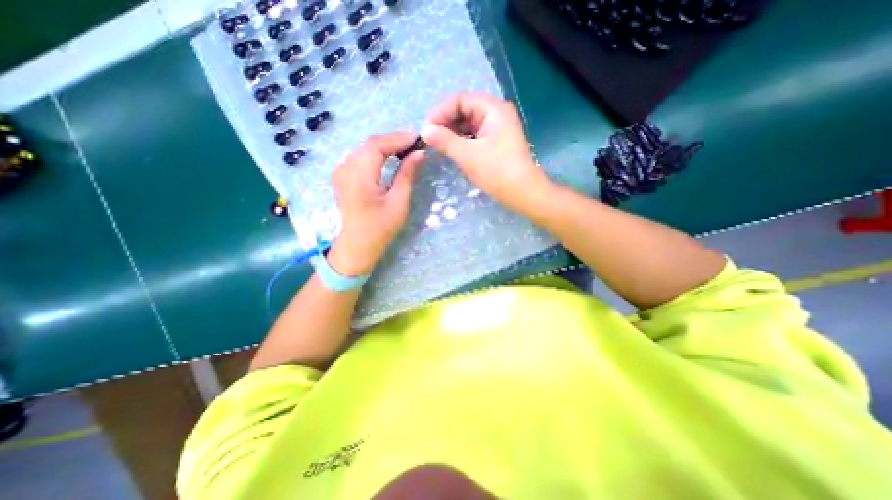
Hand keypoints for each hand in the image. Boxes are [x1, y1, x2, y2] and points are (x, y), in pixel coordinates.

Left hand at [327, 131, 424, 276]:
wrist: (358, 245)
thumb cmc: (381, 228)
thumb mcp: (398, 202)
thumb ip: (406, 175)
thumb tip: (419, 154)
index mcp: (358, 176)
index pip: (376, 145)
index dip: (397, 138)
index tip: (417, 138)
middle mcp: (345, 169)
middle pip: (370, 144)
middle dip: (393, 140)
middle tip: (415, 143)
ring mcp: (341, 172)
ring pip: (365, 149)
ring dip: (386, 146)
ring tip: (406, 149)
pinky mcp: (342, 176)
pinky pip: (360, 158)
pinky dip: (377, 154)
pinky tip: (390, 157)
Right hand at [423, 90, 554, 213]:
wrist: (524, 194)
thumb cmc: (497, 172)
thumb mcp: (468, 155)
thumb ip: (445, 140)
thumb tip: (424, 131)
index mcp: (493, 108)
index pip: (460, 100)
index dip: (440, 112)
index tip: (425, 130)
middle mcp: (497, 113)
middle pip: (464, 109)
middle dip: (445, 123)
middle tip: (430, 140)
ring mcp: (498, 128)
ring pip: (469, 124)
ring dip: (453, 133)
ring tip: (439, 146)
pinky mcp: (497, 142)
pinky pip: (475, 135)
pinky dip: (462, 141)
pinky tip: (453, 150)